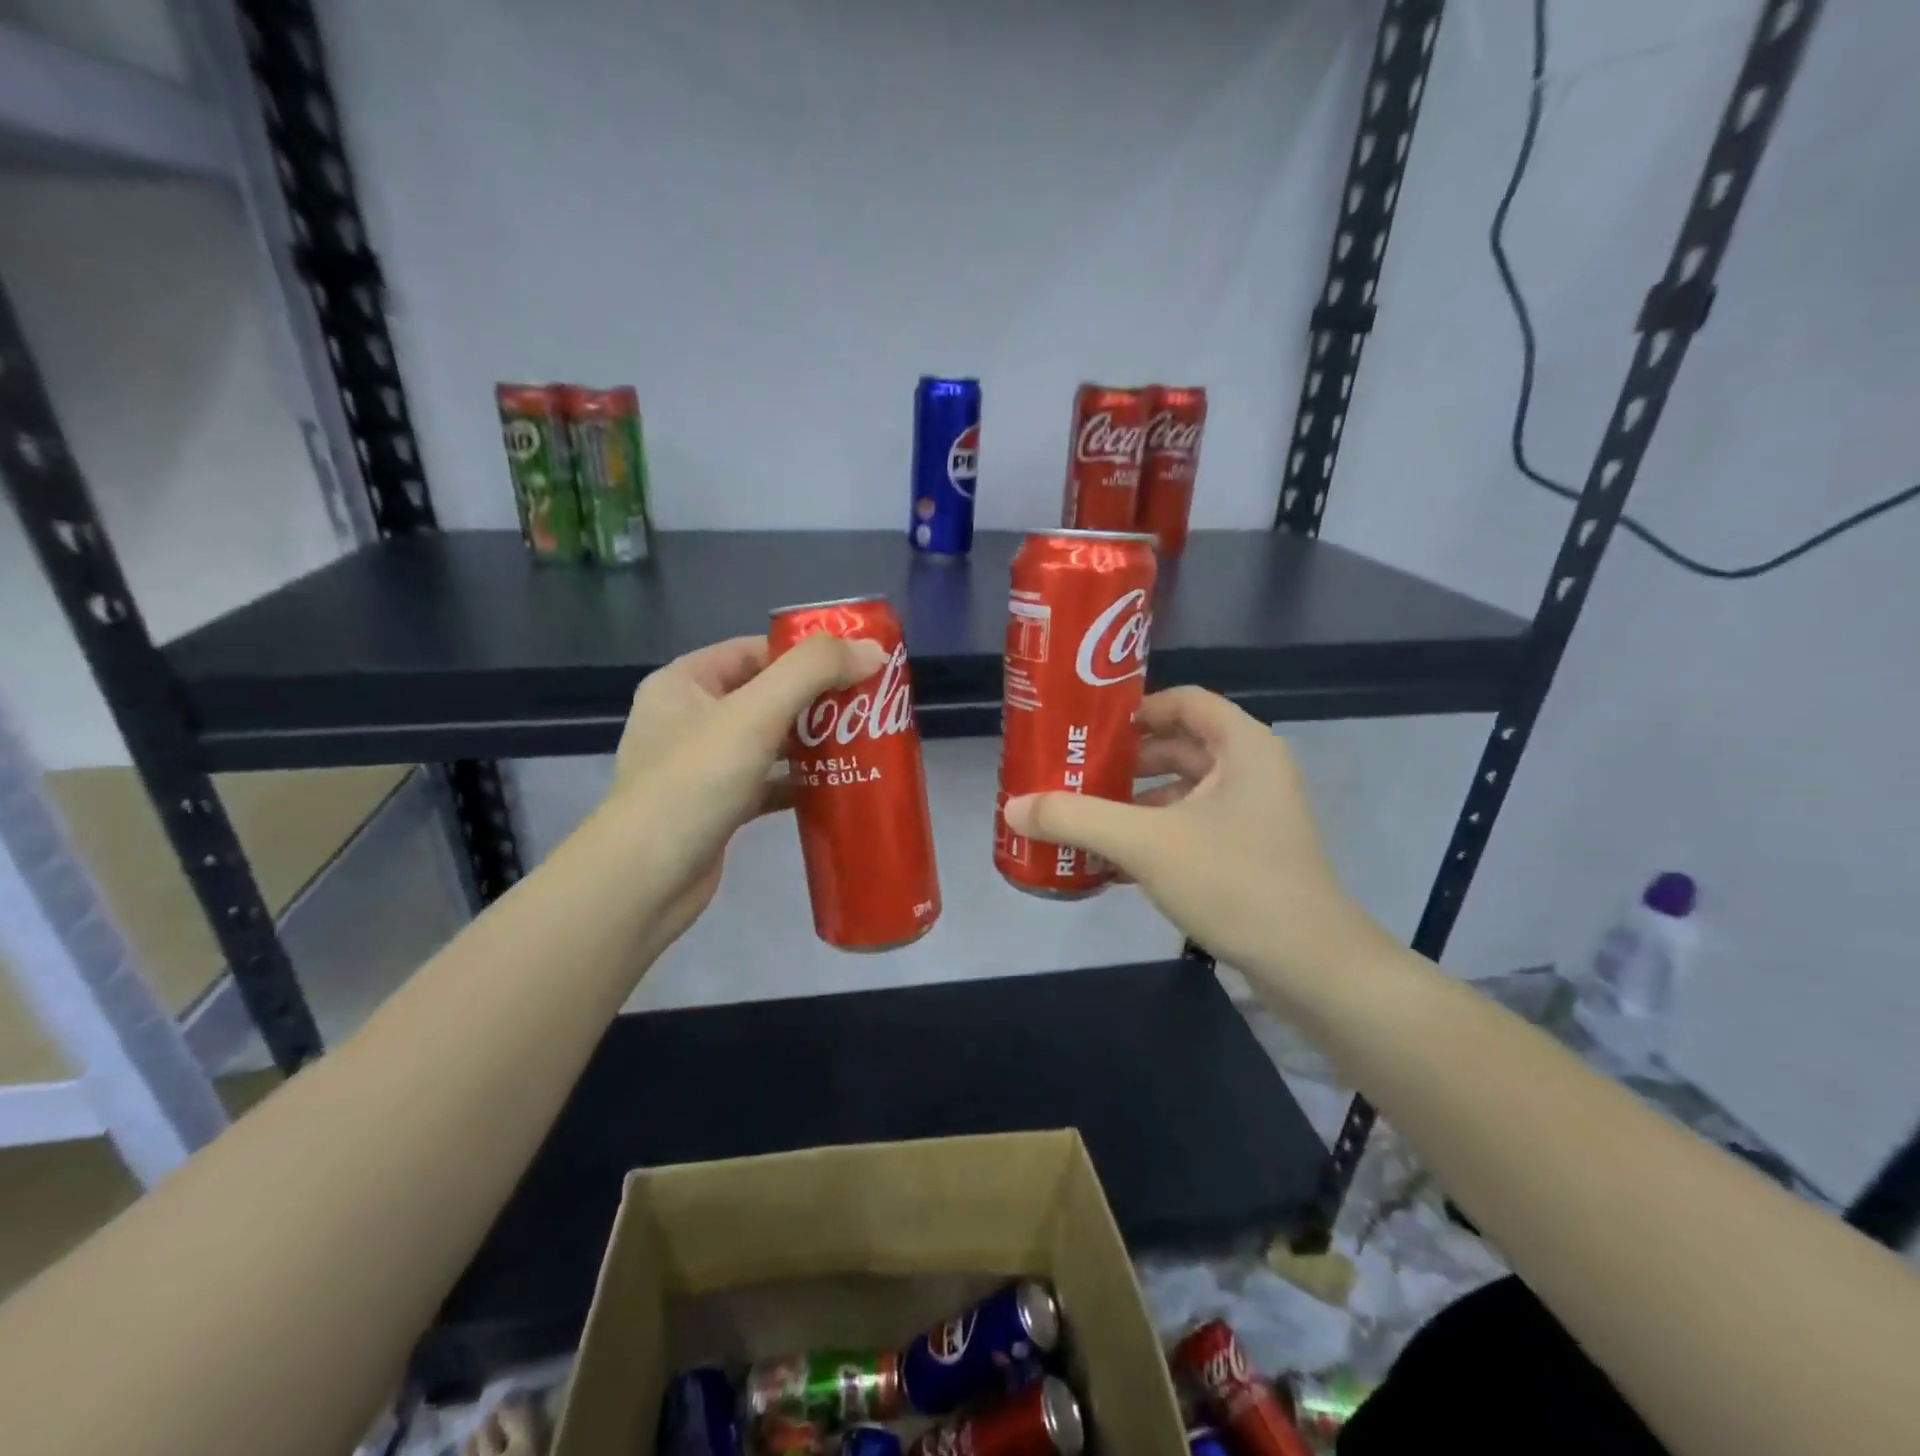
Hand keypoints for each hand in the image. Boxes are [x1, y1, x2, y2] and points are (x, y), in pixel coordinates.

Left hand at [603, 631, 886, 946]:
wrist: (647, 879)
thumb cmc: (695, 781)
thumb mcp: (755, 713)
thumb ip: (813, 672)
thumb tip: (872, 650)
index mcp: (684, 682)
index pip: (754, 651)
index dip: (805, 653)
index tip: (855, 664)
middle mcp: (689, 718)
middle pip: (765, 695)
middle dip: (816, 701)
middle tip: (868, 705)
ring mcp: (701, 766)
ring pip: (767, 742)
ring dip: (810, 743)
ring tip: (863, 742)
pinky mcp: (717, 806)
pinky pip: (765, 782)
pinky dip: (797, 782)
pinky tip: (835, 785)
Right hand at [1004, 687, 1388, 992]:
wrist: (1310, 965)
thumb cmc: (1233, 881)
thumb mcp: (1145, 843)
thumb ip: (1077, 819)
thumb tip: (1013, 808)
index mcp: (1243, 747)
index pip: (1184, 701)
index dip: (1136, 708)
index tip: (1090, 730)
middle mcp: (1253, 771)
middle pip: (1179, 747)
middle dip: (1126, 762)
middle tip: (1074, 773)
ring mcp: (1255, 815)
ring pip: (1184, 792)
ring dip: (1135, 803)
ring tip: (1084, 818)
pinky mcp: (1250, 854)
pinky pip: (1193, 829)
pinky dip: (1154, 836)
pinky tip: (1112, 863)